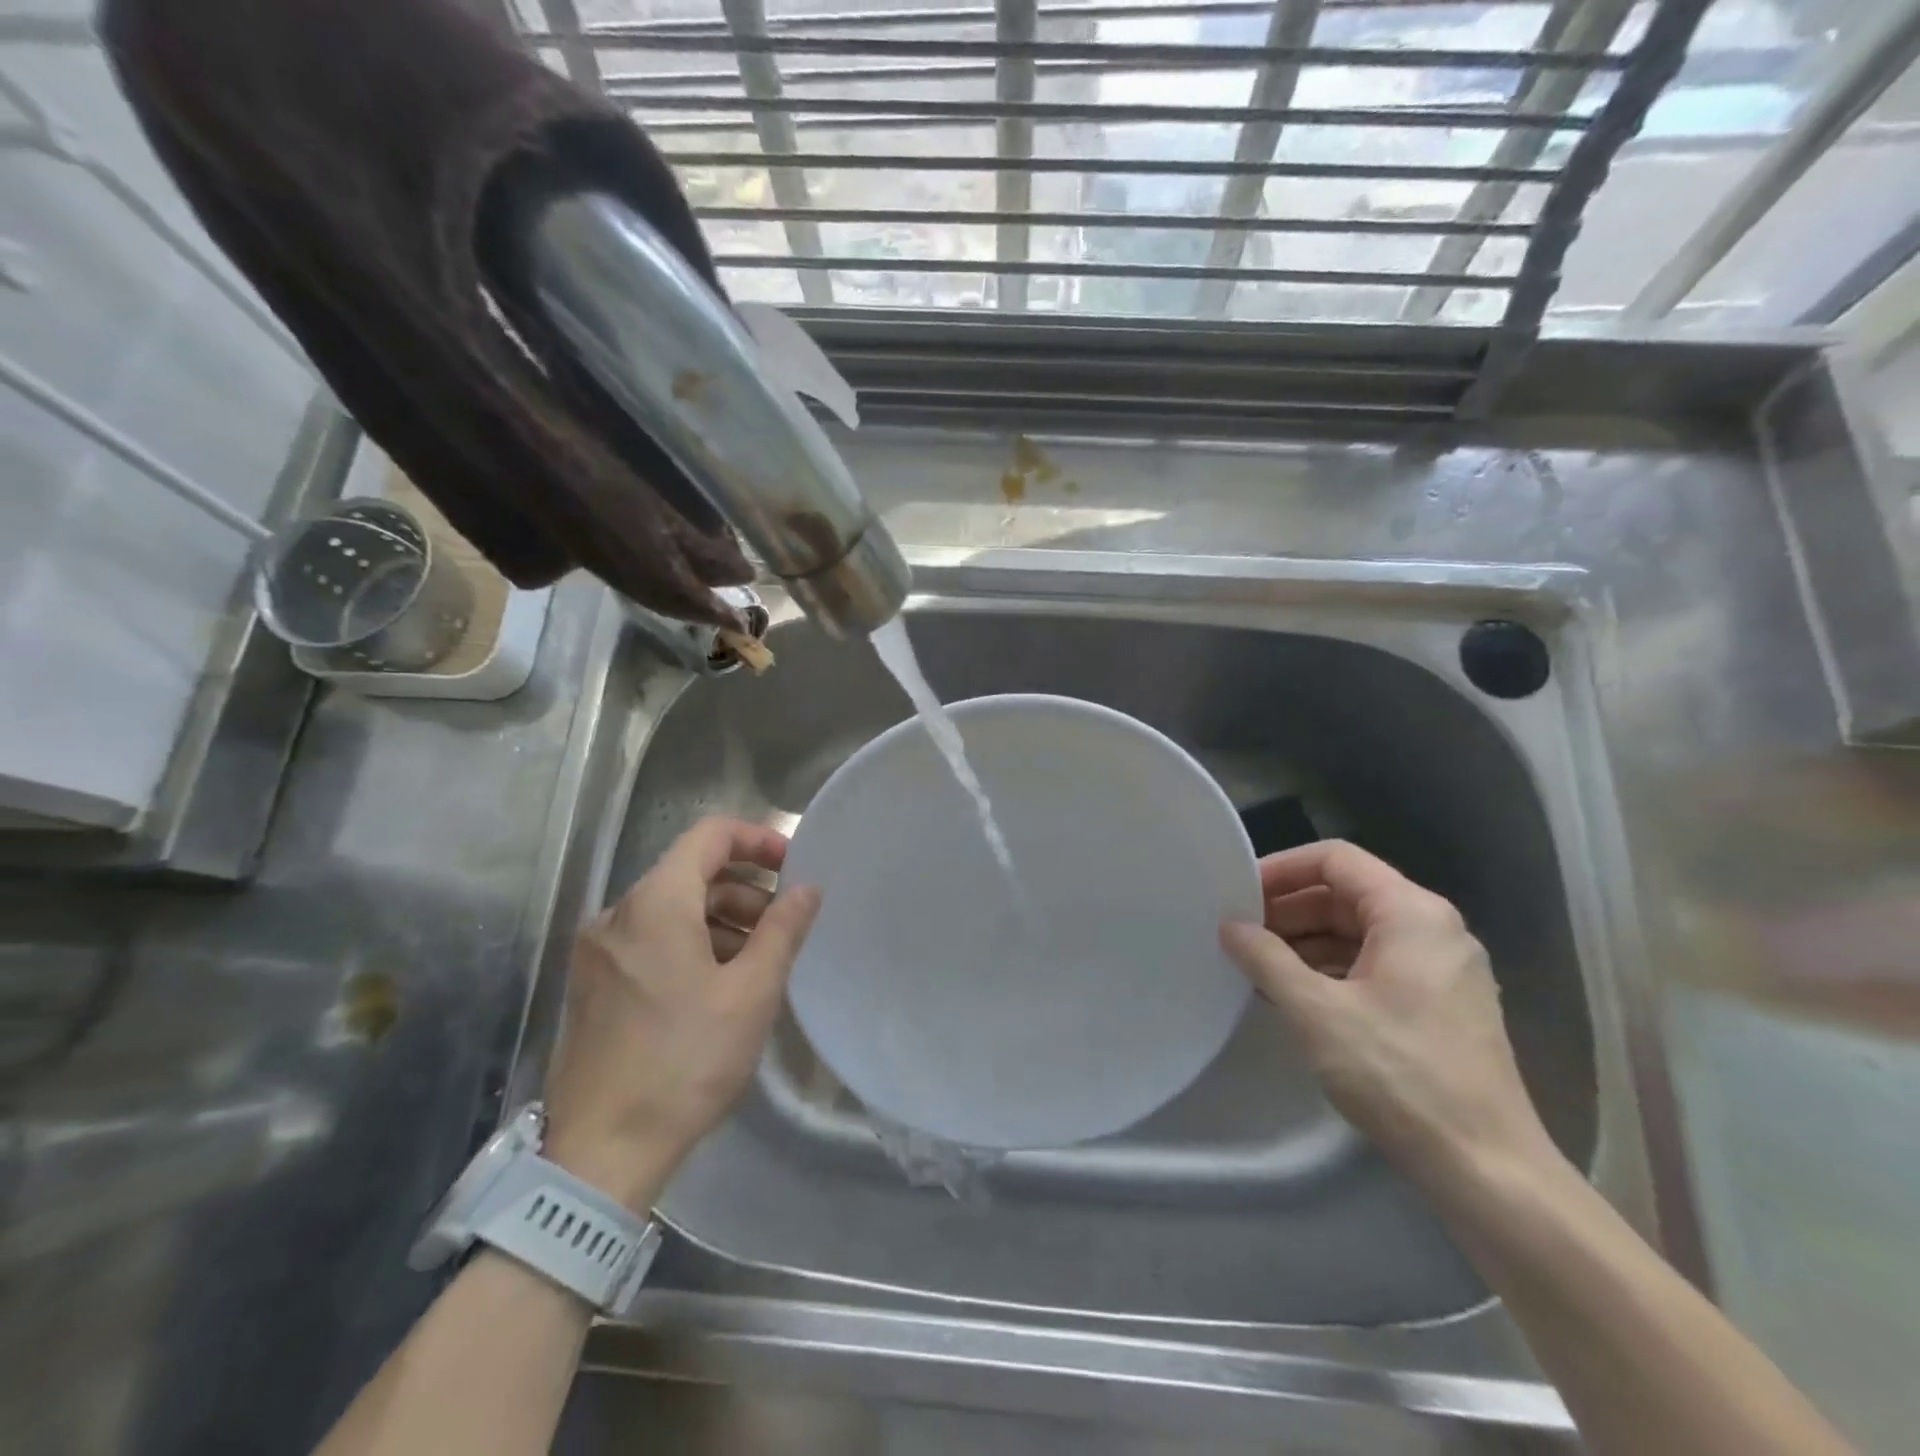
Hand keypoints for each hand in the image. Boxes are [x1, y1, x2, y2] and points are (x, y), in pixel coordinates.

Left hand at [543, 817, 822, 1211]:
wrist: (601, 1153)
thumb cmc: (686, 1061)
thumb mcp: (751, 992)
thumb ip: (783, 929)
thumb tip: (807, 888)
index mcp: (654, 903)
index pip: (710, 835)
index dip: (758, 839)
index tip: (794, 866)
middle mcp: (617, 914)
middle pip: (691, 872)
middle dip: (745, 889)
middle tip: (784, 926)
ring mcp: (599, 951)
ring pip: (672, 909)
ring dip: (721, 920)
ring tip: (758, 962)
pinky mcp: (594, 984)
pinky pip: (651, 940)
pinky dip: (691, 944)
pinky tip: (718, 986)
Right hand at [1220, 840, 1557, 1190]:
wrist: (1487, 1170)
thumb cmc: (1399, 1075)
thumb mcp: (1316, 1012)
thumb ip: (1266, 959)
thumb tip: (1230, 927)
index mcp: (1412, 913)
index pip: (1335, 859)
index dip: (1282, 869)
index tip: (1238, 894)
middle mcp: (1433, 929)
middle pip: (1346, 895)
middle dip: (1289, 910)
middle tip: (1239, 934)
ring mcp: (1441, 968)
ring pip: (1358, 932)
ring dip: (1304, 942)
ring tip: (1256, 966)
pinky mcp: (1439, 1005)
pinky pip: (1374, 965)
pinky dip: (1330, 970)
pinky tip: (1293, 995)